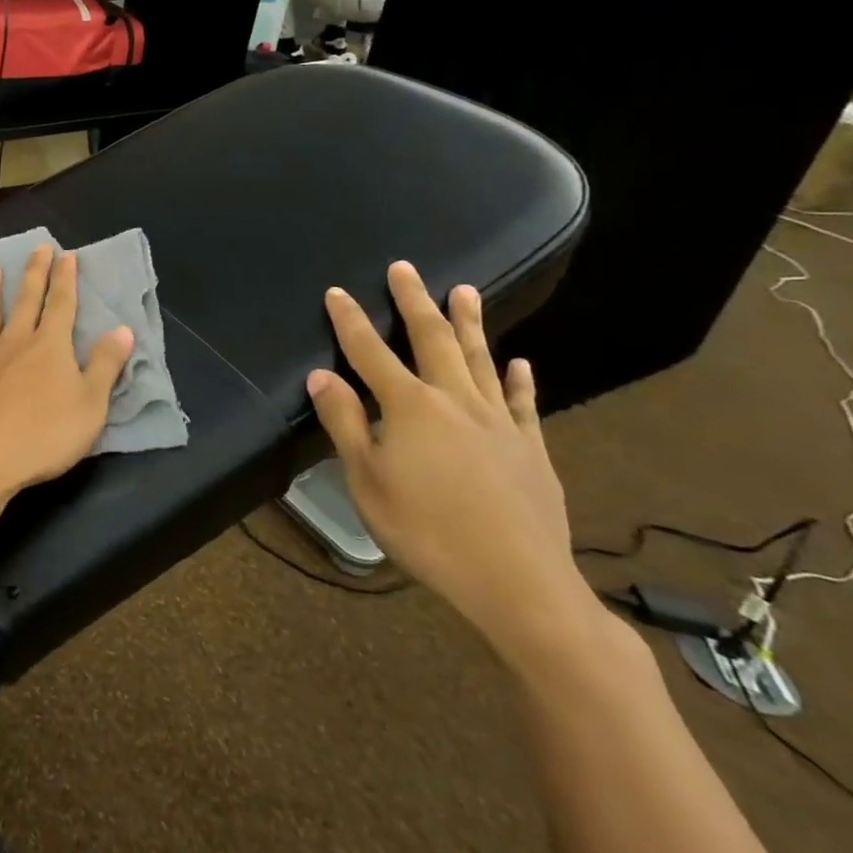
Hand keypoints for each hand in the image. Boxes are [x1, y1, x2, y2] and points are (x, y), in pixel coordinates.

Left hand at [0, 244, 134, 506]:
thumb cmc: (41, 436)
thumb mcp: (89, 406)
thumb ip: (105, 366)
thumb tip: (122, 329)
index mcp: (49, 348)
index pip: (61, 305)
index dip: (65, 280)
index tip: (66, 255)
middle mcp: (13, 342)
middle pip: (25, 301)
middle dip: (34, 274)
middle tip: (37, 248)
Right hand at [307, 261, 594, 669]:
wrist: (518, 584)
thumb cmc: (426, 532)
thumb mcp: (367, 481)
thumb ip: (344, 423)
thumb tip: (321, 376)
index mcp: (409, 408)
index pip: (370, 353)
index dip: (350, 321)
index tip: (337, 292)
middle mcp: (455, 402)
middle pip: (431, 340)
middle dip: (414, 302)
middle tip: (405, 268)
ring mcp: (499, 423)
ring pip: (479, 360)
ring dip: (468, 323)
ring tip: (464, 290)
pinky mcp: (531, 449)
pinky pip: (523, 403)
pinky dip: (519, 380)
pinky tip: (520, 363)